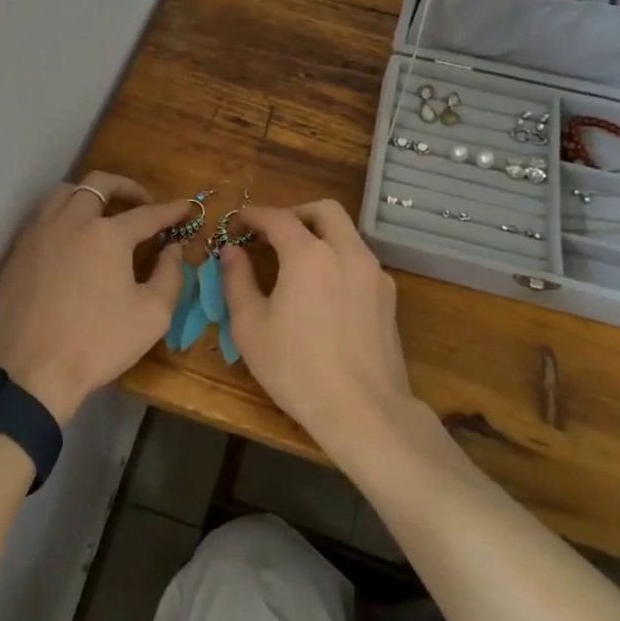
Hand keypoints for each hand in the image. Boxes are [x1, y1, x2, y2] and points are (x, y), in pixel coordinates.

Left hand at [0, 172, 192, 424]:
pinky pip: (42, 218)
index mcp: (106, 234)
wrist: (33, 373)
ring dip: (89, 195)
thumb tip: (172, 249)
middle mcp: (70, 222)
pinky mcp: (17, 253)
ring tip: (103, 214)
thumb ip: (170, 275)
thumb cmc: (99, 343)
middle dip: (127, 187)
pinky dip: (63, 217)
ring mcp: (38, 235)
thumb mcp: (152, 315)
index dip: (170, 210)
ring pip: (64, 193)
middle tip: (142, 204)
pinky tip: (71, 240)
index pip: (147, 214)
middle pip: (99, 184)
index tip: (186, 207)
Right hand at [219, 200, 415, 460]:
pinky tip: (324, 291)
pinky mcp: (388, 297)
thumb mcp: (250, 327)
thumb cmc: (296, 369)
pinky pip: (360, 261)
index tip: (238, 221)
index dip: (255, 215)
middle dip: (296, 213)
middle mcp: (347, 252)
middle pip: (324, 210)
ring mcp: (374, 274)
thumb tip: (230, 252)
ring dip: (320, 235)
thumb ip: (237, 280)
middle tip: (273, 232)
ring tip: (297, 262)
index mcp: (309, 255)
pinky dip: (338, 259)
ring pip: (347, 234)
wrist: (363, 410)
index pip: (278, 218)